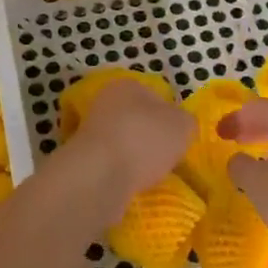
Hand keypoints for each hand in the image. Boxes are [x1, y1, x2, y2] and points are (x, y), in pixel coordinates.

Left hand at [62, 78, 193, 220]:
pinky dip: (120, 171)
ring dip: (134, 155)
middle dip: (150, 137)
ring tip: (148, 175)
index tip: (177, 140)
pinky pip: (110, 162)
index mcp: (129, 85)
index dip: (170, 118)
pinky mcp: (83, 156)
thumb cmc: (145, 139)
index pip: (156, 97)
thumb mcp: (183, 126)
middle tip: (165, 158)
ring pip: (122, 141)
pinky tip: (130, 183)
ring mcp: (91, 128)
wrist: (100, 174)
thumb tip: (180, 125)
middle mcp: (106, 100)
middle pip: (137, 119)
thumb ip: (185, 121)